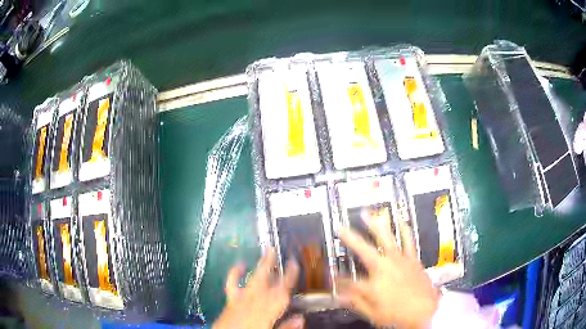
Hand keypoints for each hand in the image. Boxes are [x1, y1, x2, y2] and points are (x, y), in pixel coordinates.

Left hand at [213, 248, 302, 328]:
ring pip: (253, 279)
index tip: (293, 264)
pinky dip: (235, 273)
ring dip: (259, 266)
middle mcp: (254, 301)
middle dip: (270, 264)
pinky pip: (232, 284)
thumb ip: (286, 326)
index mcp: (266, 311)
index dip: (289, 277)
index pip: (281, 291)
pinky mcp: (231, 300)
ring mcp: (241, 299)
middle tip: (274, 249)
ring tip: (265, 253)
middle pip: (264, 280)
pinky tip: (239, 265)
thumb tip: (300, 319)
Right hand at [338, 221, 439, 328]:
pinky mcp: (412, 259)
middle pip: (364, 250)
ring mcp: (399, 260)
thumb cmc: (398, 315)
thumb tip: (339, 295)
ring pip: (385, 239)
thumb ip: (356, 302)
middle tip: (341, 228)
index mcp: (372, 284)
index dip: (338, 280)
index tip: (332, 278)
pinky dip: (404, 229)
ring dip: (374, 225)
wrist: (426, 310)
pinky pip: (408, 241)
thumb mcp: (373, 314)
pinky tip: (400, 219)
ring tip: (366, 214)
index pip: (348, 281)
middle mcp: (384, 268)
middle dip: (350, 239)